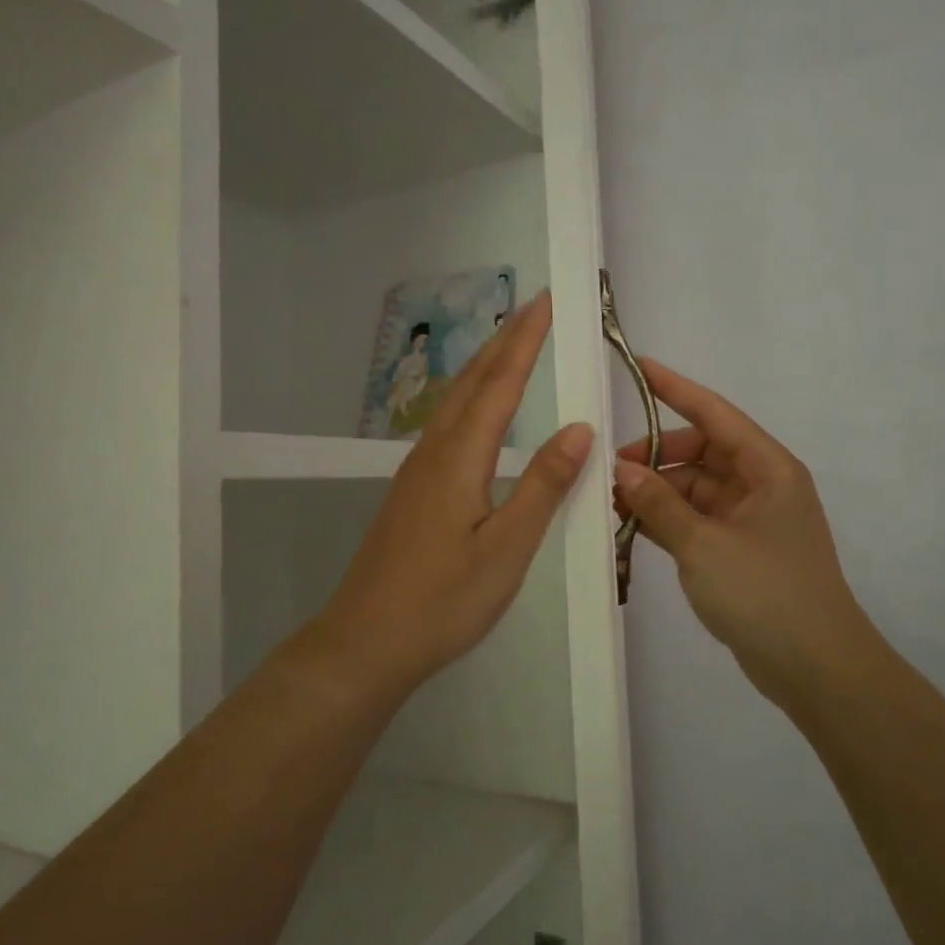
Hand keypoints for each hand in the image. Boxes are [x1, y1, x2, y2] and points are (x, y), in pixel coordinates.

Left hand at [294, 291, 592, 702]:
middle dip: (504, 342)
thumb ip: (543, 485)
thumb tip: (579, 428)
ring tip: (509, 344)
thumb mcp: (506, 548)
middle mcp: (433, 453)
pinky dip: (468, 399)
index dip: (525, 342)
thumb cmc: (443, 601)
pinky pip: (445, 426)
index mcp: (459, 459)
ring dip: (484, 367)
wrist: (365, 642)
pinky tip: (474, 412)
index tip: (544, 302)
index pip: (499, 385)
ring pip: (454, 402)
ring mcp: (415, 472)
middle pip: (471, 383)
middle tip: (532, 307)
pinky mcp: (410, 492)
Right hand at [613, 360, 877, 710]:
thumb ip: (659, 504)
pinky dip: (665, 519)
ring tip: (609, 500)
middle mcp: (761, 485)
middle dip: (654, 456)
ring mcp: (749, 519)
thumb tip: (621, 469)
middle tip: (608, 470)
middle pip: (700, 452)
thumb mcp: (704, 545)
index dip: (674, 388)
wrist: (816, 669)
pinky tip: (629, 524)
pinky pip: (695, 519)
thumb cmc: (766, 593)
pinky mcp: (738, 550)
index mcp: (767, 468)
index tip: (638, 367)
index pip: (714, 413)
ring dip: (656, 491)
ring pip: (693, 488)